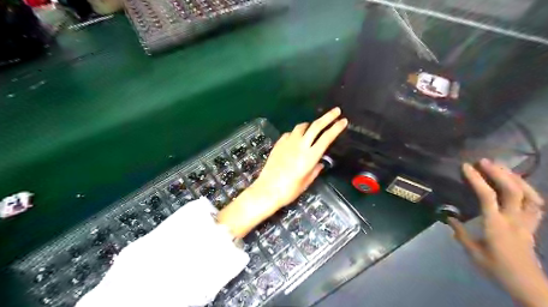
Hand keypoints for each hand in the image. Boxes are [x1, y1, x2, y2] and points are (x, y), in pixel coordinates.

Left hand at [219, 107, 345, 237]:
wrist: (267, 190)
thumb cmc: (289, 190)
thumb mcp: (306, 182)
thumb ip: (315, 170)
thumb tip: (320, 163)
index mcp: (310, 156)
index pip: (327, 137)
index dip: (336, 128)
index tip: (343, 121)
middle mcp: (300, 146)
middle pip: (316, 126)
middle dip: (328, 117)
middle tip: (336, 111)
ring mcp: (288, 143)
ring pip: (301, 126)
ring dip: (310, 124)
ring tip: (313, 127)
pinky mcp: (278, 144)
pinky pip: (289, 133)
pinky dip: (296, 133)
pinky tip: (296, 138)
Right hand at [447, 159, 544, 305]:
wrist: (528, 285)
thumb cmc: (497, 269)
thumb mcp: (473, 252)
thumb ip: (460, 233)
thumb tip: (449, 218)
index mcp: (496, 225)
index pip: (487, 197)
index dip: (477, 179)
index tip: (466, 167)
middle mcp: (514, 220)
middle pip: (512, 191)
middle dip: (499, 173)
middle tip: (485, 161)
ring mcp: (527, 222)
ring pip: (530, 195)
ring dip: (516, 179)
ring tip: (503, 169)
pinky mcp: (533, 226)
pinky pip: (537, 205)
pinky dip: (530, 191)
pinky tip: (520, 185)